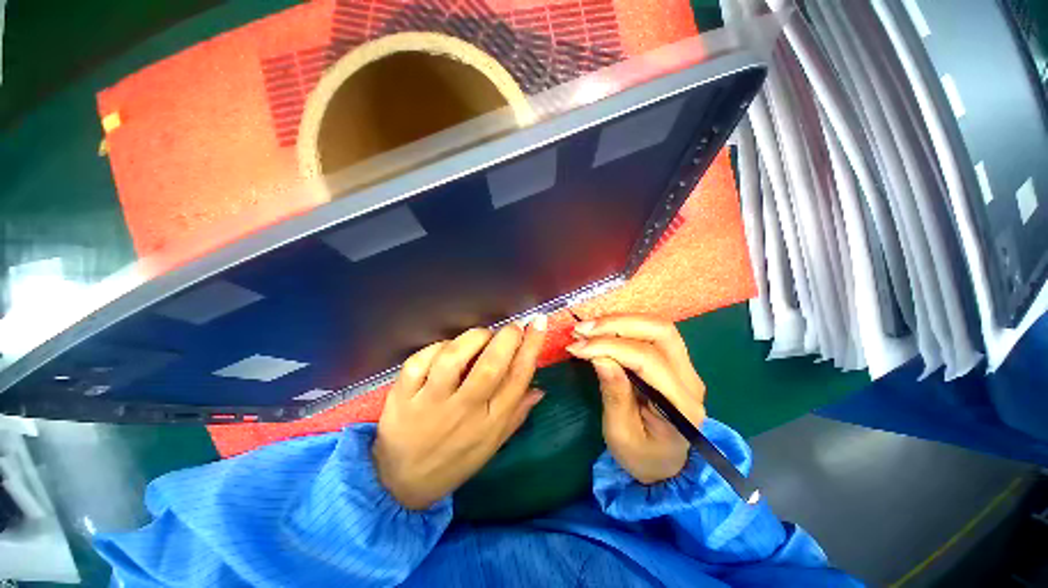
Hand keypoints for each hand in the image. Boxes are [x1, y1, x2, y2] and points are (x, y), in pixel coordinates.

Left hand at [373, 317, 546, 509]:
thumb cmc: (454, 461)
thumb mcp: (492, 445)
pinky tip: (446, 348)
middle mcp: (463, 412)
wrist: (401, 485)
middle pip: (490, 366)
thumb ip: (516, 415)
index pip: (518, 378)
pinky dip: (436, 347)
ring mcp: (429, 404)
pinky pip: (419, 361)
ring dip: (473, 338)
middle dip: (507, 338)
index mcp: (490, 423)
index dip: (532, 346)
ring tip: (482, 335)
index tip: (539, 322)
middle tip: (513, 326)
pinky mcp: (402, 397)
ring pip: (453, 359)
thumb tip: (540, 389)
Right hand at [566, 315, 704, 483]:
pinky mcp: (675, 361)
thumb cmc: (641, 456)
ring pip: (658, 326)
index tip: (578, 347)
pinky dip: (624, 326)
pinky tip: (602, 330)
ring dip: (619, 321)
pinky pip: (651, 332)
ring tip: (587, 328)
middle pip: (661, 332)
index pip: (648, 360)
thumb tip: (599, 356)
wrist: (665, 464)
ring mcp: (686, 367)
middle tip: (582, 330)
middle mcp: (690, 380)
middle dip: (617, 324)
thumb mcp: (621, 434)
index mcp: (681, 406)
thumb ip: (614, 394)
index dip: (610, 346)